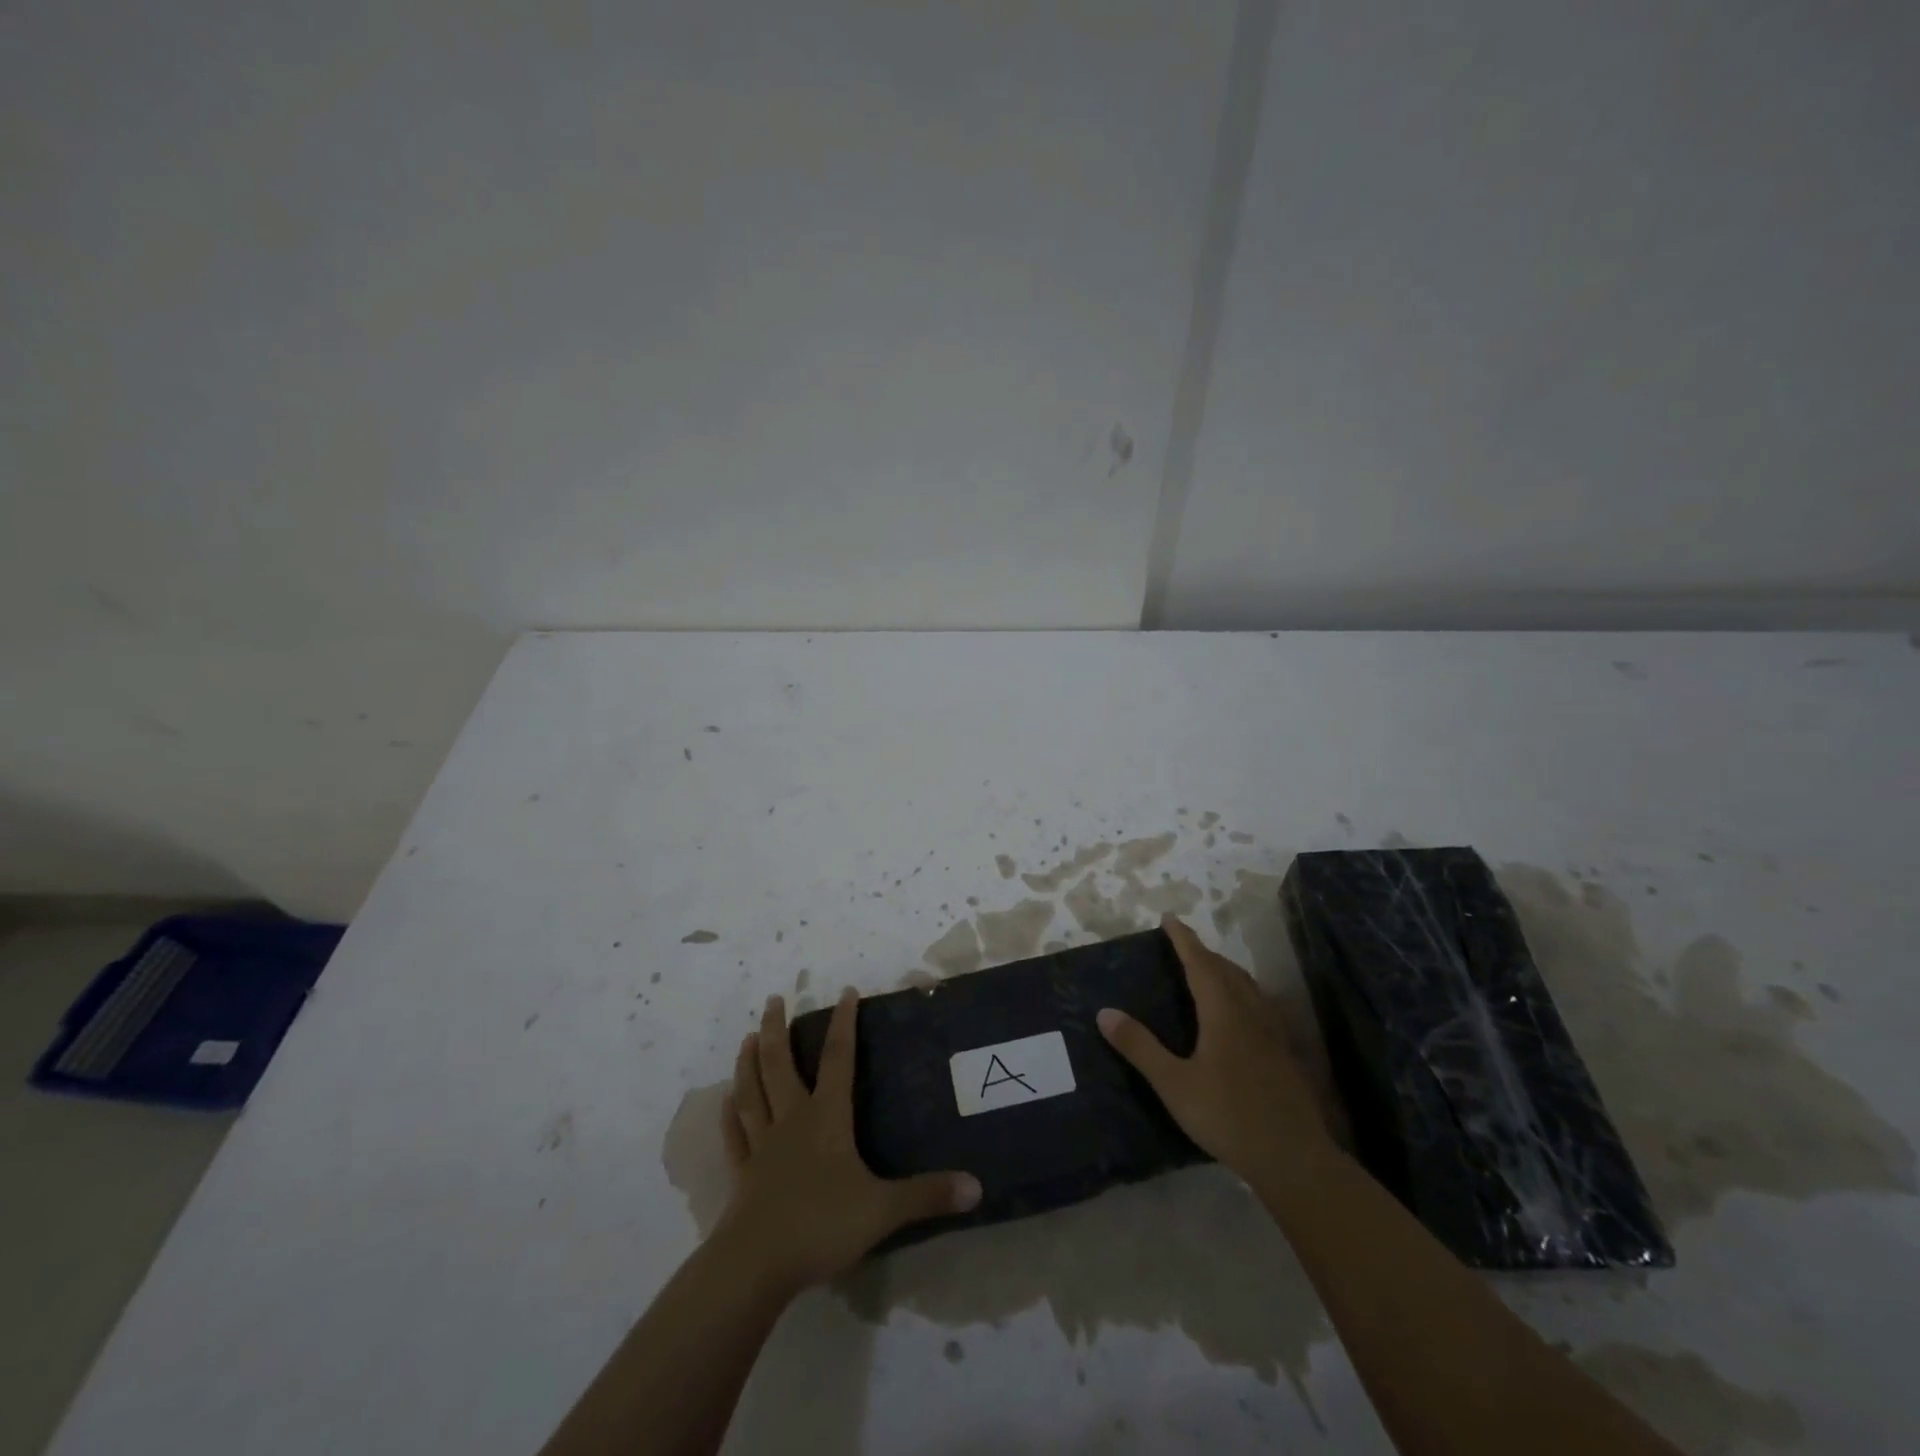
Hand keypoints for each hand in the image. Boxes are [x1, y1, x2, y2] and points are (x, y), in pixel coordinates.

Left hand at [714, 988, 980, 1295]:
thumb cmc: (821, 1225)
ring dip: (748, 1062)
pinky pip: (734, 1136)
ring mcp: (762, 1146)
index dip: (844, 1024)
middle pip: (780, 1065)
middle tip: (774, 999)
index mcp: (826, 1118)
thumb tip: (977, 1186)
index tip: (846, 992)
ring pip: (752, 1092)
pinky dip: (728, 1116)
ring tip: (746, 1036)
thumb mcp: (882, 1210)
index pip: (838, 1060)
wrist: (756, 1265)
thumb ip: (927, 1195)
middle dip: (777, 1029)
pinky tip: (724, 1101)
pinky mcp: (741, 1175)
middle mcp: (792, 1121)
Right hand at [1098, 915, 1334, 1184]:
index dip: (1184, 939)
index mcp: (1223, 1012)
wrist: (1294, 1158)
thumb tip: (1105, 1012)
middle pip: (1226, 970)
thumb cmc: (1228, 1117)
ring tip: (1207, 971)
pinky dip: (1242, 992)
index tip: (1168, 918)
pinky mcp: (1283, 1053)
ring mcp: (1272, 1032)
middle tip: (1181, 946)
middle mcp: (1250, 1012)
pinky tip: (1239, 1013)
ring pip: (1247, 986)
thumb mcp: (1174, 1084)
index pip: (1200, 963)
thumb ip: (1140, 1047)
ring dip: (1224, 970)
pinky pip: (1259, 1005)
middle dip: (1203, 952)